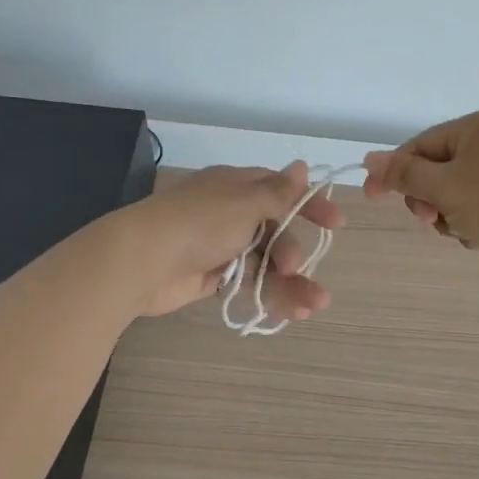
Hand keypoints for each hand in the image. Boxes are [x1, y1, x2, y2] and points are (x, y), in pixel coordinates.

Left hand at [115, 163, 344, 318]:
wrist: (143, 260)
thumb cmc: (199, 223)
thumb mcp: (244, 202)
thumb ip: (277, 192)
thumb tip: (301, 166)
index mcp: (236, 187)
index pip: (280, 190)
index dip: (309, 204)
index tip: (336, 223)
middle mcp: (231, 214)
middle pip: (276, 231)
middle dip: (293, 251)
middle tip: (293, 266)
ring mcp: (221, 247)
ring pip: (266, 263)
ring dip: (292, 283)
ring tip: (315, 305)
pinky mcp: (214, 277)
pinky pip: (251, 284)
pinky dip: (272, 296)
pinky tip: (292, 312)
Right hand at [363, 108, 478, 272]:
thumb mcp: (445, 187)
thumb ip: (404, 173)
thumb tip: (370, 159)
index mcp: (478, 126)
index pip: (420, 145)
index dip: (394, 171)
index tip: (371, 196)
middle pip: (434, 169)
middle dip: (428, 198)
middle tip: (430, 218)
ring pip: (451, 193)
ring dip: (447, 215)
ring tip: (462, 229)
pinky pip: (473, 207)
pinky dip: (469, 223)